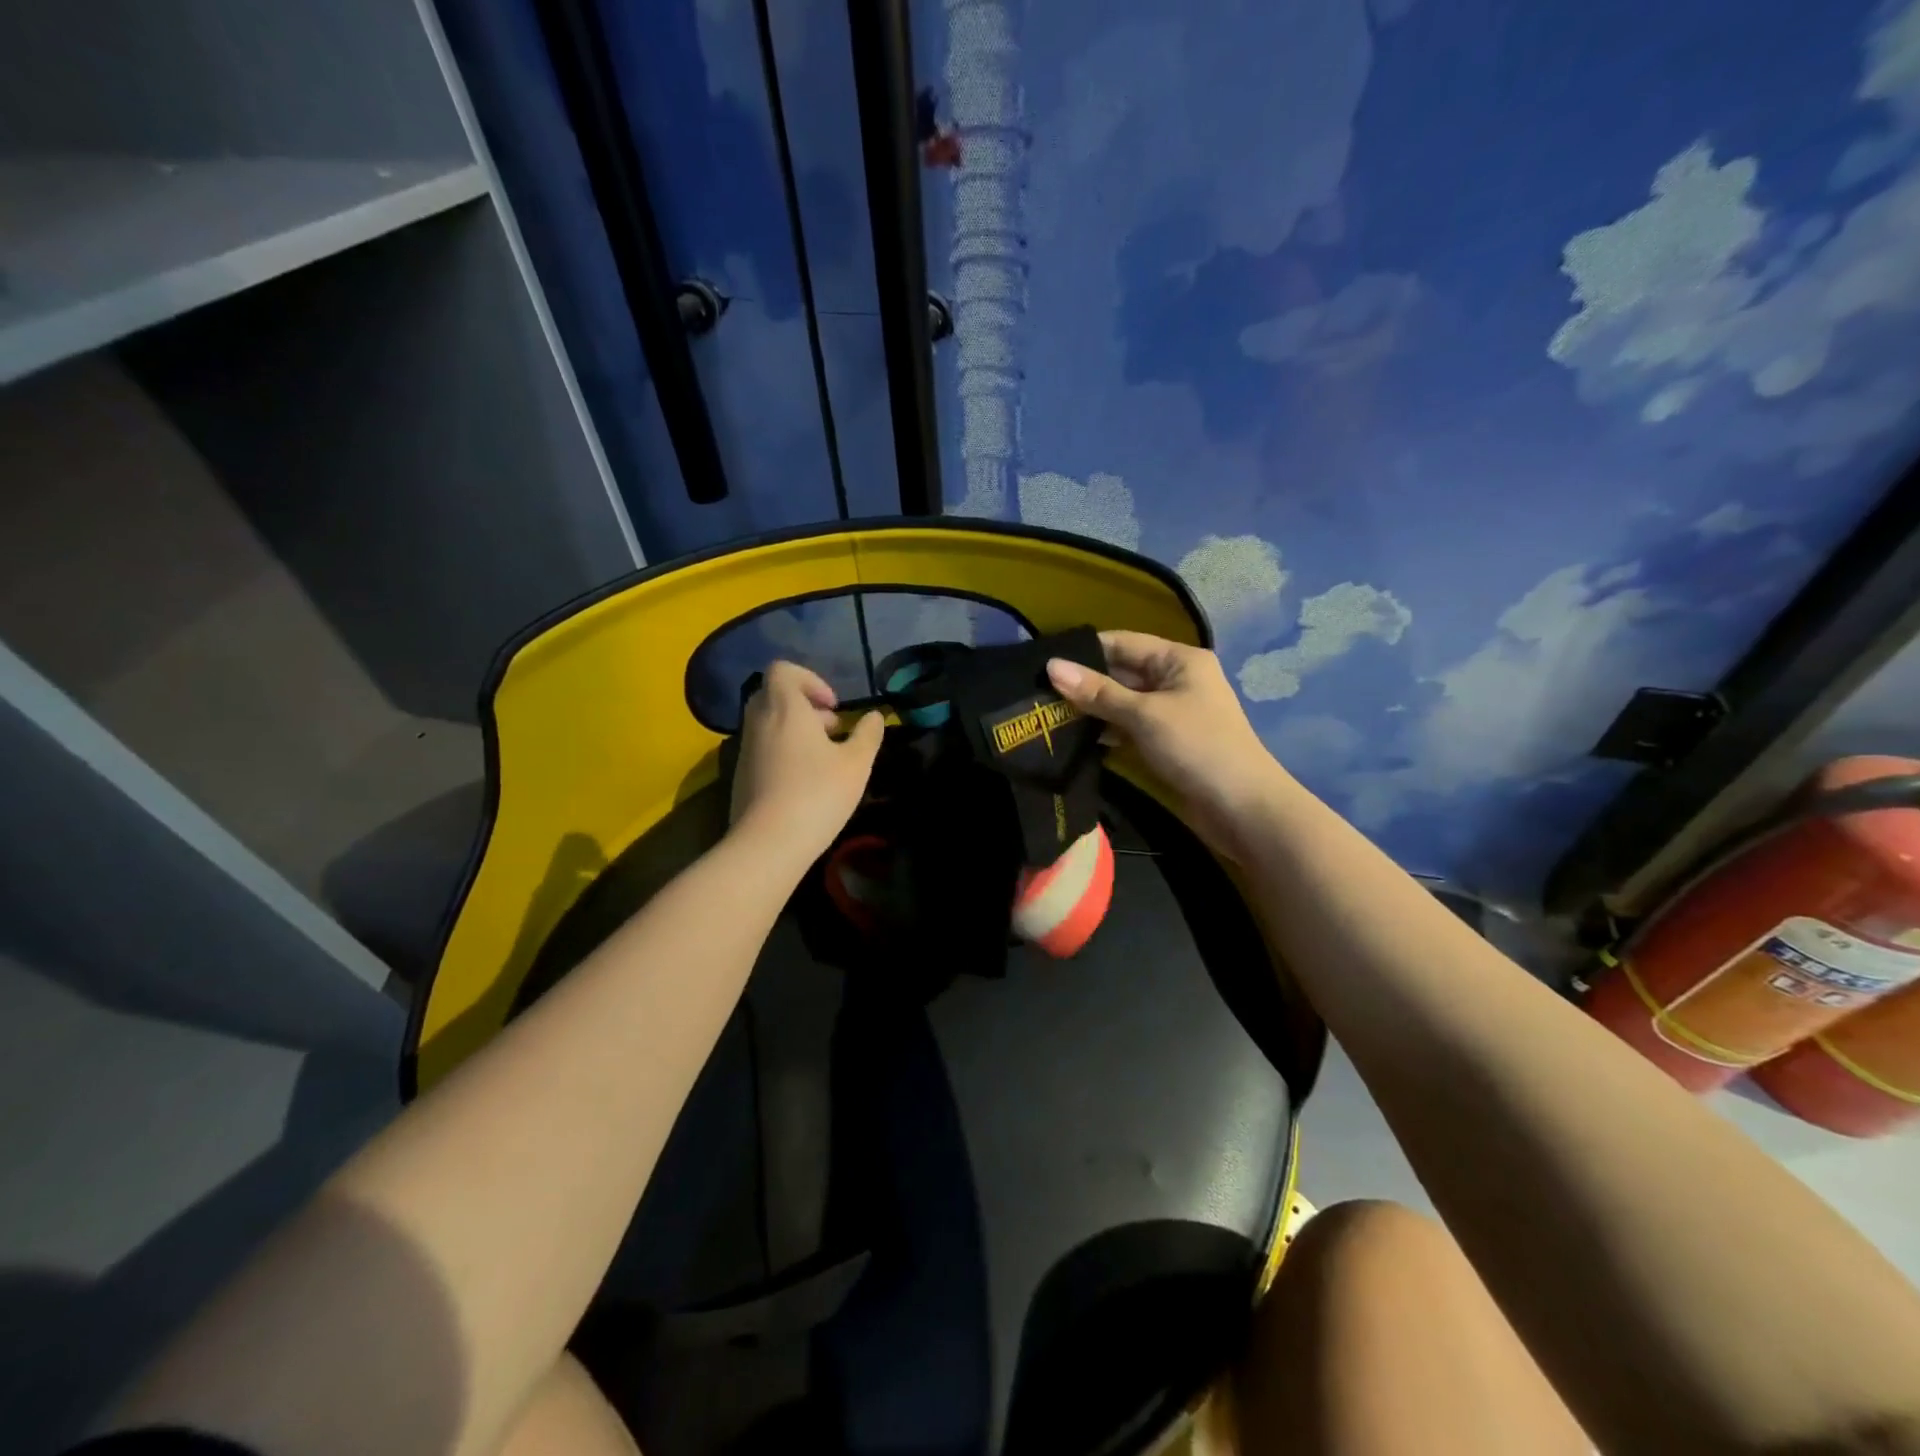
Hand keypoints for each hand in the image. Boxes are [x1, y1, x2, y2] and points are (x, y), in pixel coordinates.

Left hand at [730, 661, 883, 859]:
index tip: (833, 707)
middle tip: (832, 731)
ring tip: (823, 760)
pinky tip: (804, 782)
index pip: (784, 670)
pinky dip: (783, 752)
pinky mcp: (740, 774)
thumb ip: (868, 735)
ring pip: (768, 723)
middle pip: (775, 695)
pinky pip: (762, 748)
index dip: (811, 680)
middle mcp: (759, 721)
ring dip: (795, 731)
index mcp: (785, 708)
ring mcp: (745, 748)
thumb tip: (875, 716)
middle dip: (806, 707)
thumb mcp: (856, 764)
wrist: (768, 843)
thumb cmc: (817, 794)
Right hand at [1047, 631, 1285, 858]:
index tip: (1043, 659)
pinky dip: (1106, 730)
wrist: (1242, 807)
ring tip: (1047, 714)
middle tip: (1037, 691)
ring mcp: (1172, 711)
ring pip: (1123, 701)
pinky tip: (1075, 738)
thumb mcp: (1144, 715)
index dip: (1084, 650)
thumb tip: (1052, 666)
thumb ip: (1097, 692)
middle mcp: (1176, 679)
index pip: (1123, 642)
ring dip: (1092, 709)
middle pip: (1121, 671)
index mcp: (1179, 659)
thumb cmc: (1196, 747)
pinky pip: (1129, 726)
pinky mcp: (1167, 740)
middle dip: (1084, 681)